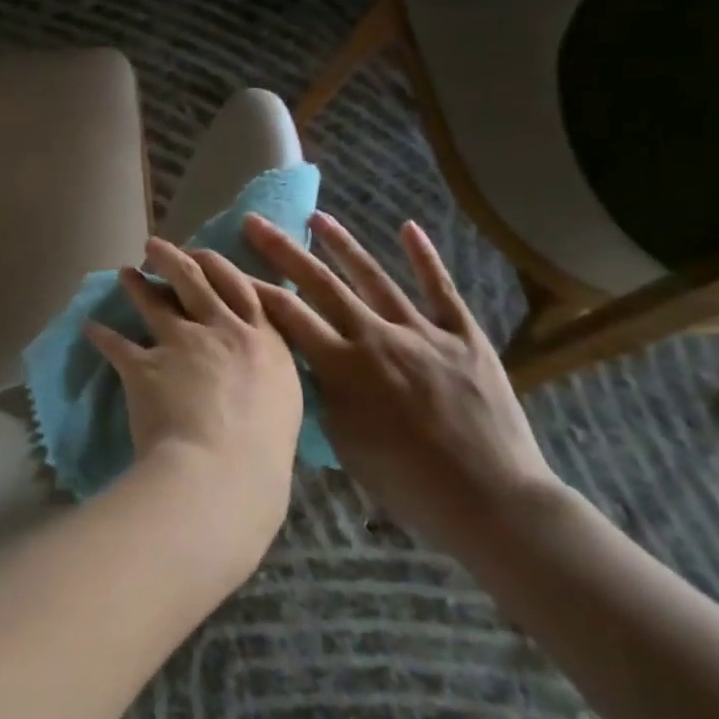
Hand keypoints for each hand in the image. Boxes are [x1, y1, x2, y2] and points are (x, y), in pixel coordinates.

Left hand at [85, 238, 304, 566]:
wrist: (221, 472)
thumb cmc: (264, 454)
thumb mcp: (283, 406)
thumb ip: (267, 379)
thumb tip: (258, 378)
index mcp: (264, 342)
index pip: (241, 289)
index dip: (219, 266)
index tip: (203, 254)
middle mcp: (222, 331)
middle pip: (195, 281)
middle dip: (173, 258)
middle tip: (154, 246)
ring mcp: (181, 344)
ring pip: (154, 301)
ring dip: (136, 284)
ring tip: (124, 273)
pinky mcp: (144, 364)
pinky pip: (116, 343)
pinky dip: (100, 334)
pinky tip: (90, 327)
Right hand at [243, 211, 563, 559]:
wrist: (492, 500)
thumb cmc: (407, 483)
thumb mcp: (343, 441)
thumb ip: (320, 393)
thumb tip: (303, 362)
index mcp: (342, 367)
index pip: (286, 314)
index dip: (252, 287)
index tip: (227, 266)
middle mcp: (376, 337)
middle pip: (321, 284)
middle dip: (284, 250)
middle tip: (255, 222)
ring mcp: (422, 332)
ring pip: (374, 278)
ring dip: (343, 245)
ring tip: (318, 217)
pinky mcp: (464, 336)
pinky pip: (441, 290)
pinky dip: (425, 258)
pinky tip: (409, 227)